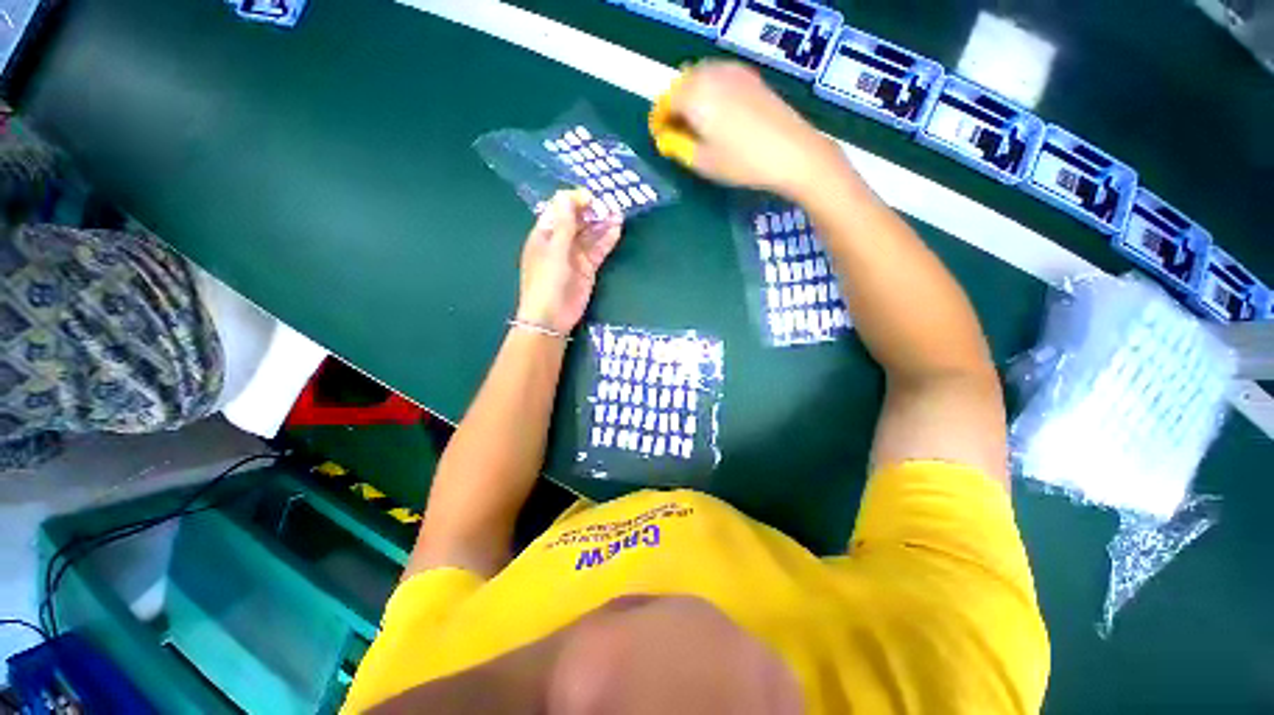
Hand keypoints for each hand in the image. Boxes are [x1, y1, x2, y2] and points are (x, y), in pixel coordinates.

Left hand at [516, 189, 623, 333]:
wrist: (551, 317)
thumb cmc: (547, 281)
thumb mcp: (554, 250)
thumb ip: (563, 224)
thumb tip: (566, 195)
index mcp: (545, 234)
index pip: (559, 209)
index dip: (574, 201)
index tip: (591, 198)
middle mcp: (560, 242)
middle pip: (577, 221)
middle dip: (591, 212)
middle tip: (609, 205)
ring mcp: (574, 256)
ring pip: (590, 235)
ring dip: (602, 224)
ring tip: (618, 214)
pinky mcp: (587, 269)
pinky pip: (598, 250)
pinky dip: (606, 240)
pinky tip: (616, 230)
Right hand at [649, 60, 843, 199]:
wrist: (792, 152)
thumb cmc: (741, 163)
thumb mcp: (702, 162)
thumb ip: (678, 146)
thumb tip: (666, 137)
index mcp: (695, 95)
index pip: (666, 101)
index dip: (659, 120)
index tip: (660, 138)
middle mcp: (712, 75)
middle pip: (682, 84)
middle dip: (675, 106)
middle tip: (677, 132)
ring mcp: (734, 72)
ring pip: (701, 77)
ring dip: (692, 96)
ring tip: (697, 123)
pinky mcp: (751, 77)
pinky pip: (720, 77)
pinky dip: (711, 91)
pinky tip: (718, 112)